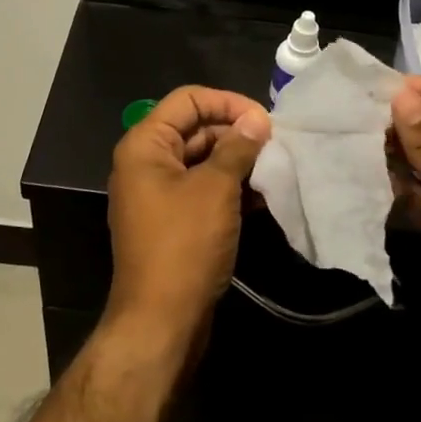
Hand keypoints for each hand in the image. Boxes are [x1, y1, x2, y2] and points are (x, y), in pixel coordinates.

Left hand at [106, 86, 271, 346]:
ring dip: (236, 160)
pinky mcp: (172, 220)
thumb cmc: (184, 245)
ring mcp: (157, 193)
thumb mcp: (215, 189)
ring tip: (274, 167)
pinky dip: (228, 187)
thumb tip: (257, 120)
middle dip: (235, 131)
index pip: (188, 100)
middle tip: (276, 144)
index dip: (227, 102)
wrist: (161, 322)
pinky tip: (262, 195)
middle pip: (194, 127)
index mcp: (145, 144)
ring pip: (201, 159)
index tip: (264, 120)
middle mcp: (146, 162)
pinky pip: (201, 188)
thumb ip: (237, 147)